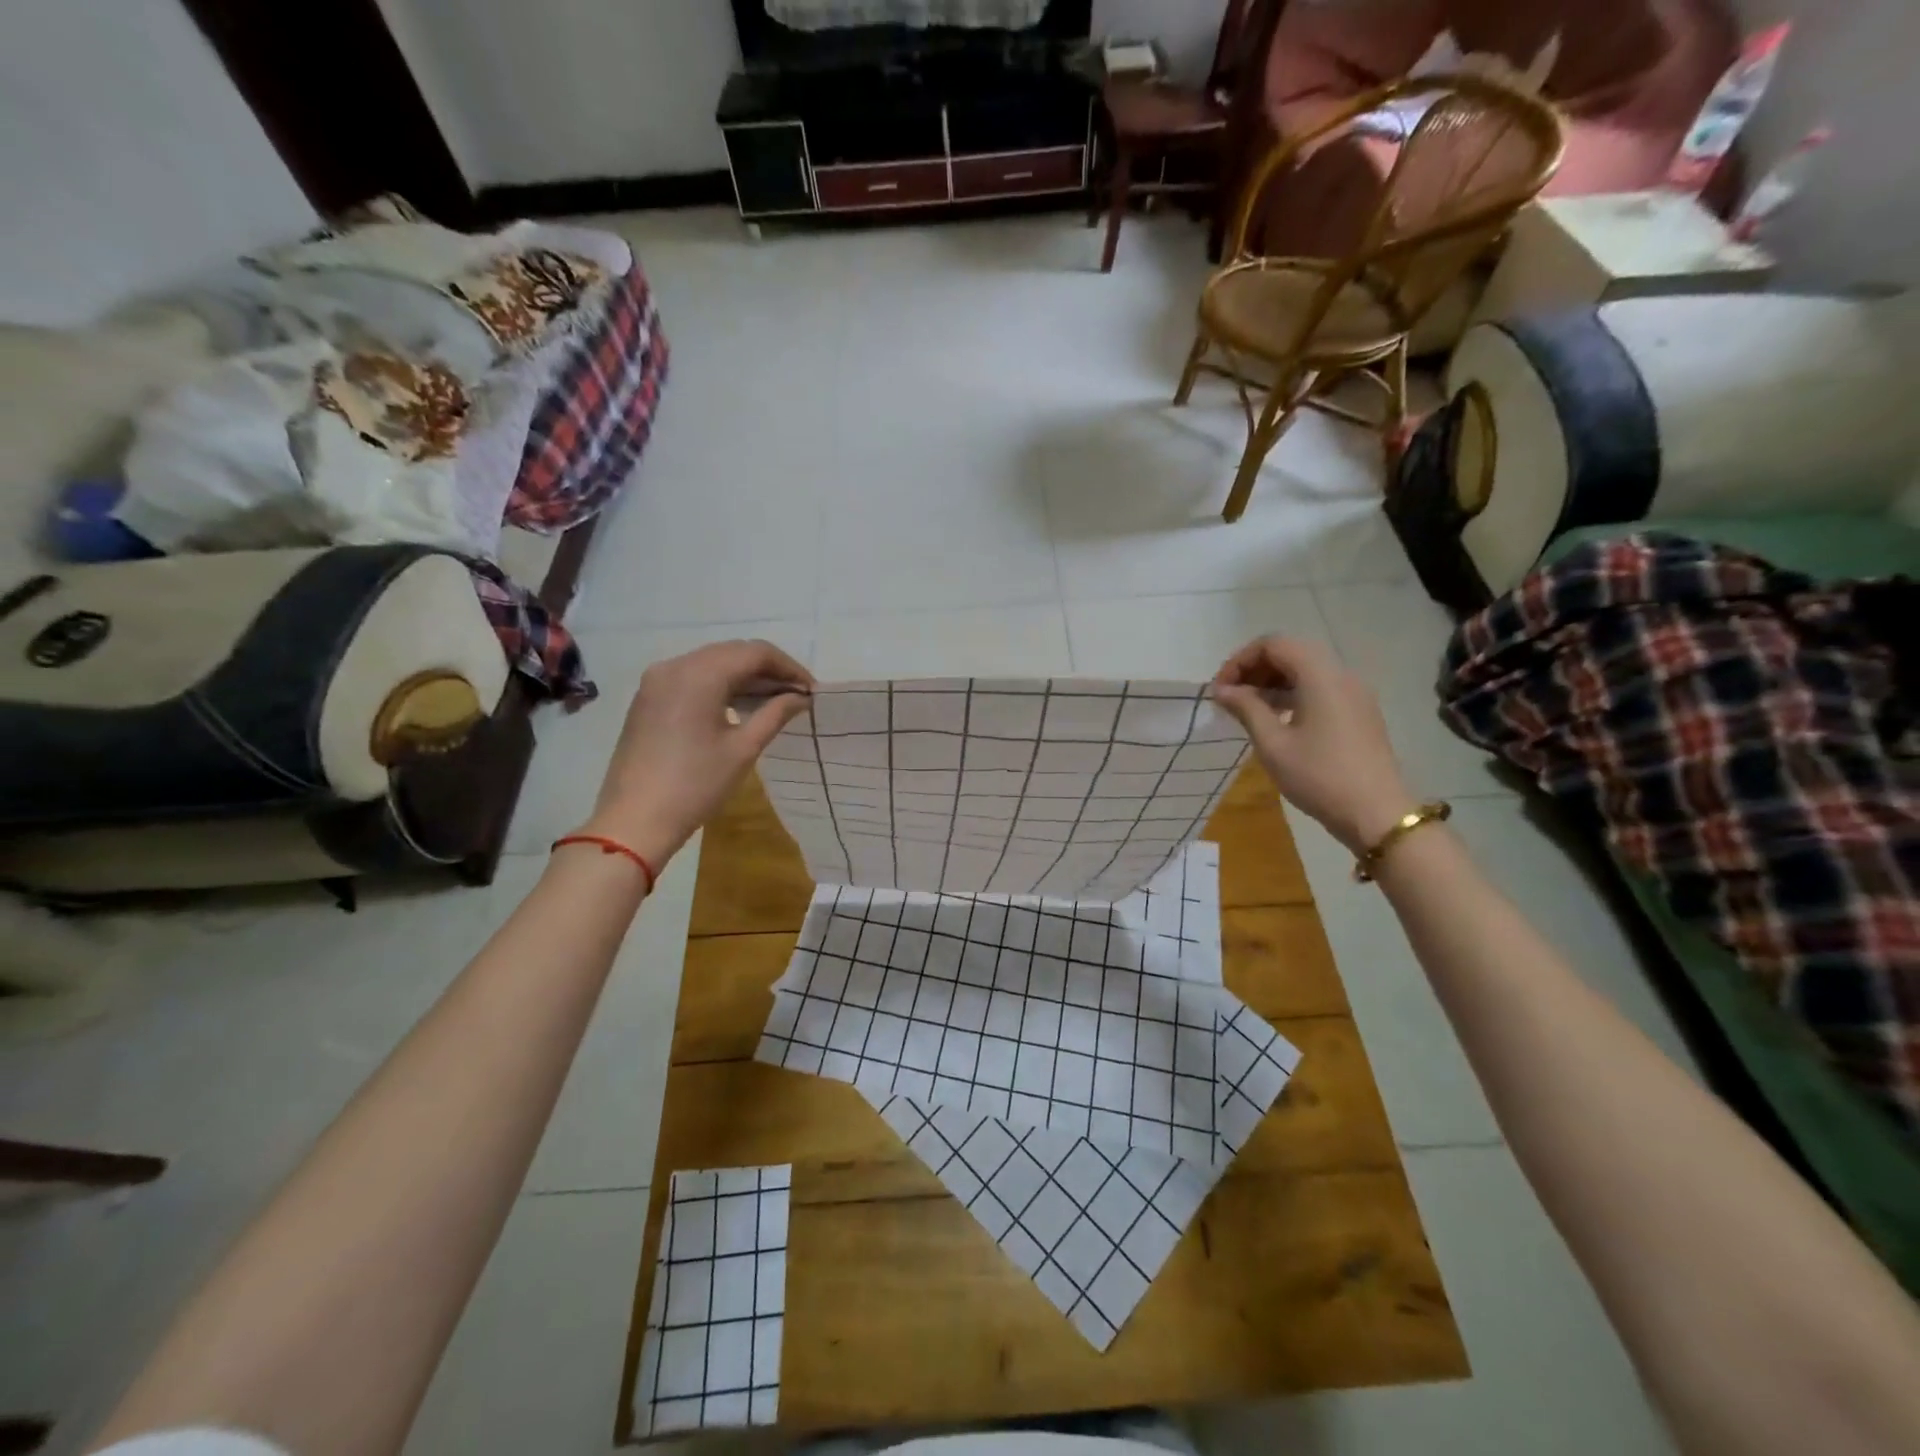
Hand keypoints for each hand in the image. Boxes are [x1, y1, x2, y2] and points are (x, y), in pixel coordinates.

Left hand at [576, 639, 813, 870]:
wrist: (634, 820)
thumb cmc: (695, 786)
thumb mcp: (743, 749)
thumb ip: (775, 713)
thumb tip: (801, 697)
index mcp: (700, 675)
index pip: (755, 652)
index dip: (788, 667)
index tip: (811, 690)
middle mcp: (675, 666)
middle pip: (732, 652)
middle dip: (768, 669)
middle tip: (796, 695)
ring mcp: (657, 680)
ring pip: (712, 662)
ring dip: (745, 676)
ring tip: (773, 701)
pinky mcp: (648, 697)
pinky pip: (692, 677)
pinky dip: (720, 684)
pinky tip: (739, 706)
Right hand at [1211, 636, 1415, 853]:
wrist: (1376, 814)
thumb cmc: (1319, 776)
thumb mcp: (1273, 744)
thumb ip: (1246, 708)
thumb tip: (1222, 690)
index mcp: (1320, 676)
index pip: (1274, 644)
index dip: (1240, 660)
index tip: (1221, 690)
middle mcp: (1341, 675)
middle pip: (1291, 652)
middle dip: (1255, 668)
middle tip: (1230, 697)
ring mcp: (1354, 694)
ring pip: (1306, 671)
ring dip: (1273, 682)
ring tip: (1248, 710)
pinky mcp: (1359, 712)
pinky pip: (1320, 688)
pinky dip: (1292, 694)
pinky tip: (1276, 720)